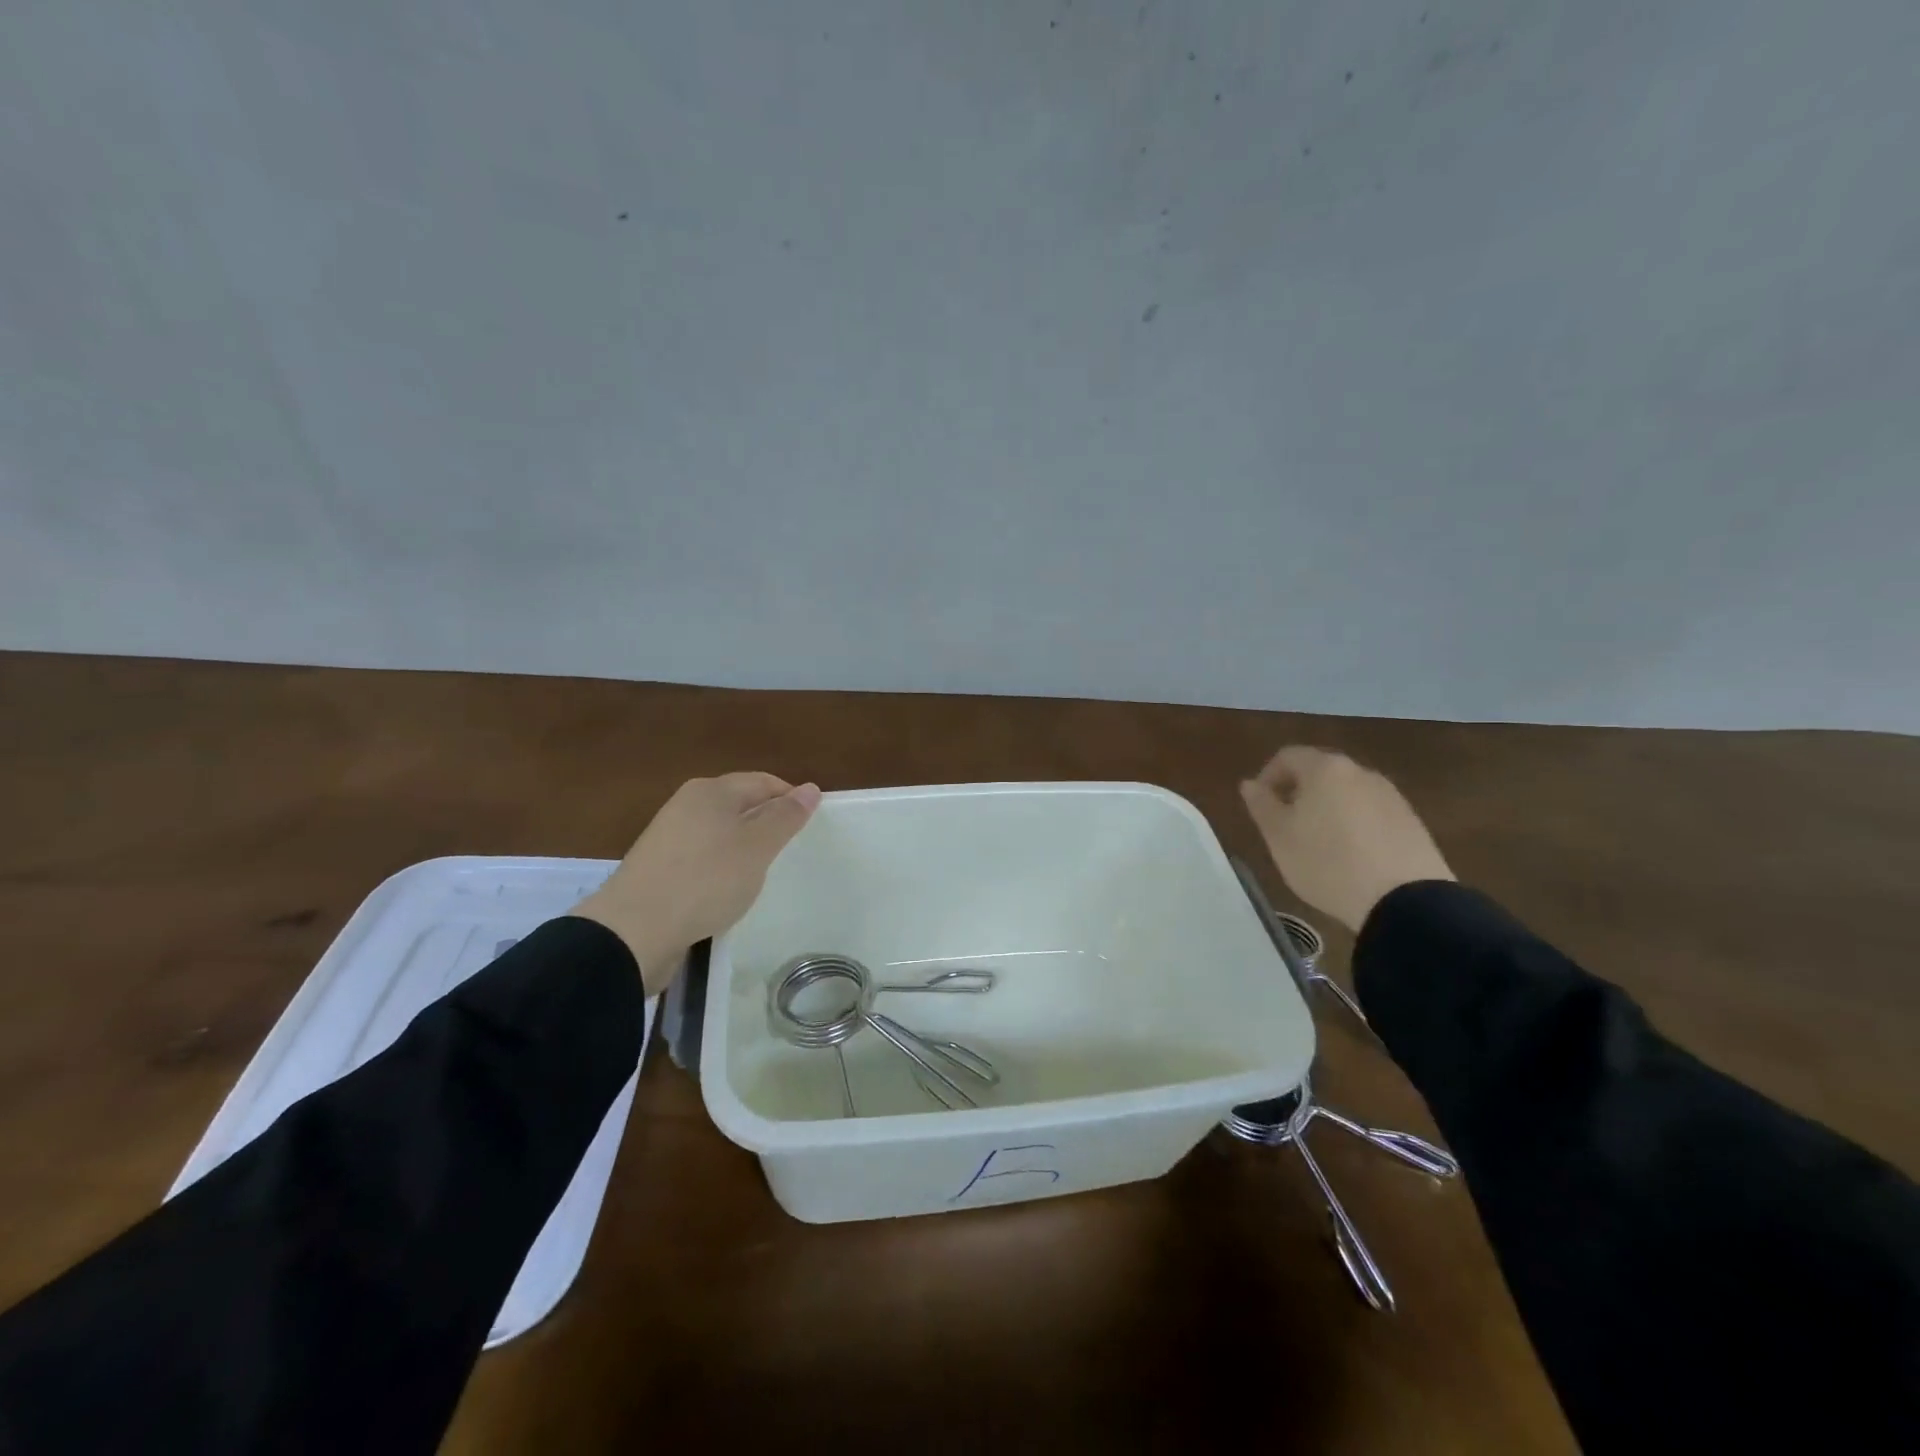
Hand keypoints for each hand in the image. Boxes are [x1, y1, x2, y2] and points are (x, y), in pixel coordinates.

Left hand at [573, 773, 820, 993]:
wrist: (635, 930)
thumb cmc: (706, 879)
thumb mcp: (757, 847)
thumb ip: (785, 817)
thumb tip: (810, 788)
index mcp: (711, 791)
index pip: (763, 782)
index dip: (790, 799)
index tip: (811, 826)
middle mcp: (687, 805)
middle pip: (740, 804)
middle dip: (767, 822)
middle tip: (790, 851)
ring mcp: (668, 837)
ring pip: (721, 833)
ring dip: (744, 848)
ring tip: (762, 874)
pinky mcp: (658, 869)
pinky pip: (703, 858)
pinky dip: (721, 869)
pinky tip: (728, 892)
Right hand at [1238, 746, 1453, 932]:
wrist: (1404, 901)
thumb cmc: (1327, 862)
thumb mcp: (1279, 836)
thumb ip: (1261, 804)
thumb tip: (1250, 784)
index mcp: (1325, 769)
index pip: (1288, 756)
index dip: (1267, 776)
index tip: (1261, 805)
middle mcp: (1360, 772)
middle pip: (1320, 772)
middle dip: (1298, 792)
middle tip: (1285, 825)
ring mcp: (1391, 796)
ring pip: (1347, 793)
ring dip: (1327, 809)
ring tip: (1318, 844)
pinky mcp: (1411, 822)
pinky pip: (1371, 813)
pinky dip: (1354, 825)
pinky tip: (1351, 856)